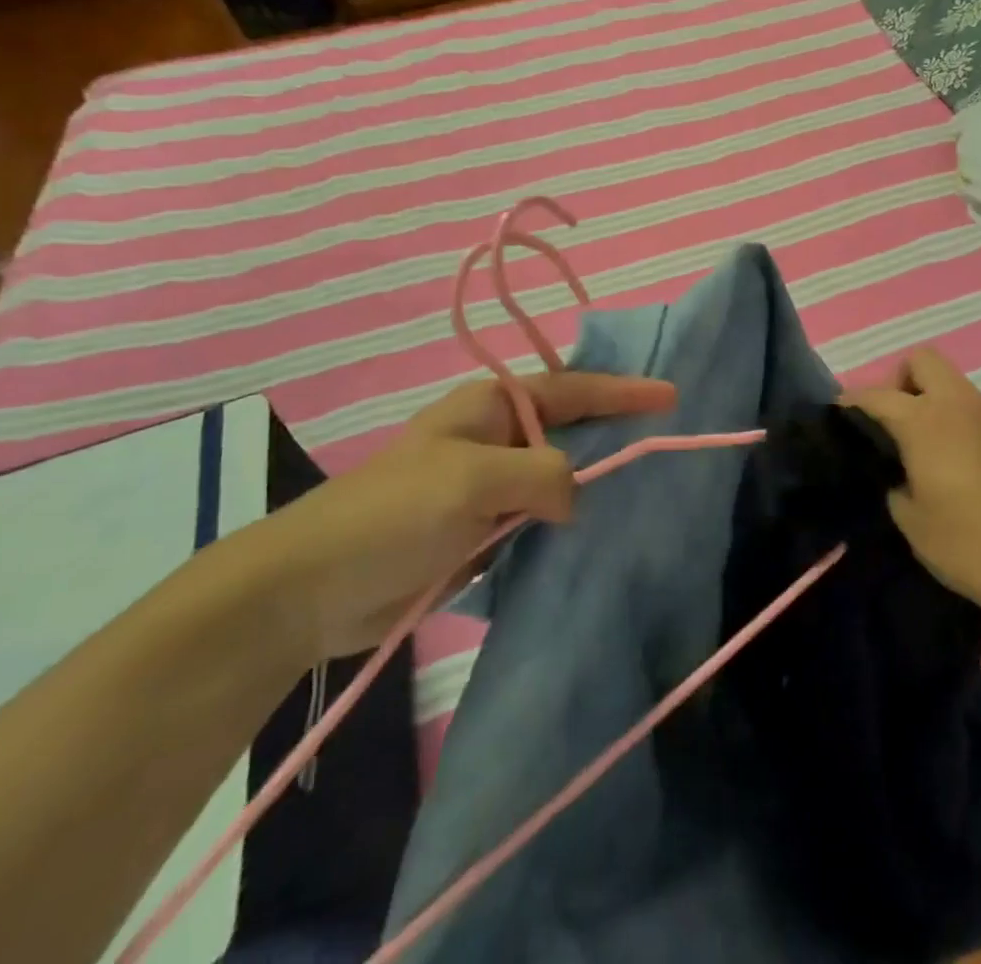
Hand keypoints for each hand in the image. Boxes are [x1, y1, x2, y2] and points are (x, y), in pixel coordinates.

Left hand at [251, 372, 675, 659]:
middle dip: (613, 434)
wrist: (309, 590)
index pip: (572, 389)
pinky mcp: (479, 532)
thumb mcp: (472, 480)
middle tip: (663, 443)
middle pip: (569, 429)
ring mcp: (486, 487)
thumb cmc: (392, 515)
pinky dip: (566, 524)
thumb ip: (542, 476)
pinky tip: (596, 536)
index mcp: (490, 407)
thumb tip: (574, 498)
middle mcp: (493, 438)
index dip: (623, 391)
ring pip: (556, 478)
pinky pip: (538, 519)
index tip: (671, 396)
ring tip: (643, 492)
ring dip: (591, 485)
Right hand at [847, 348, 980, 632]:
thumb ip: (896, 486)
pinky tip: (962, 469)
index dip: (852, 401)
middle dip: (900, 382)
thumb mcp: (913, 524)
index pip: (877, 395)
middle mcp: (960, 405)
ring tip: (926, 451)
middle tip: (894, 425)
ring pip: (954, 386)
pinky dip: (960, 424)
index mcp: (926, 421)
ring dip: (933, 403)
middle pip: (922, 361)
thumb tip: (902, 476)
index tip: (839, 414)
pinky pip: (977, 412)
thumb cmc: (973, 546)